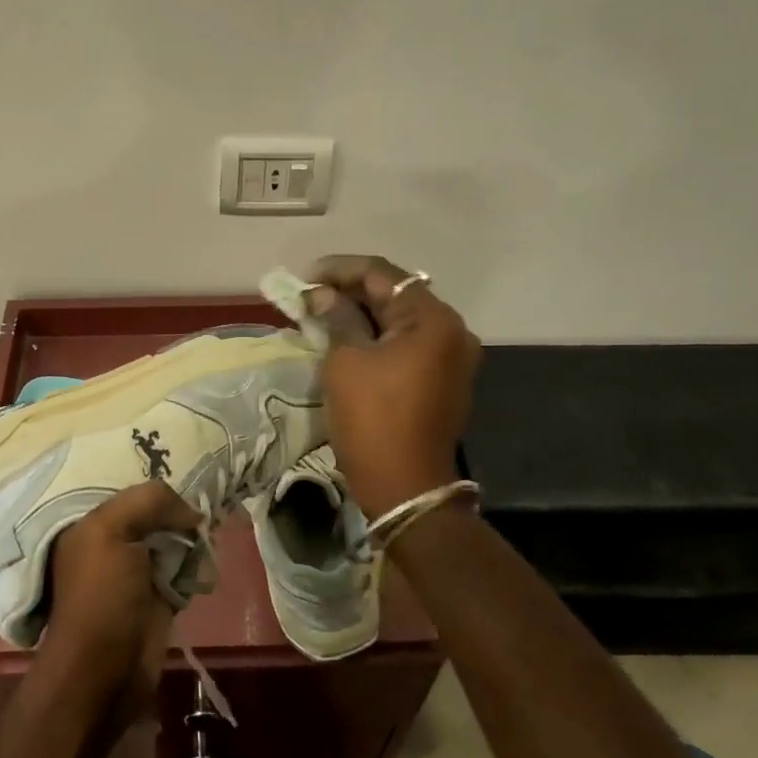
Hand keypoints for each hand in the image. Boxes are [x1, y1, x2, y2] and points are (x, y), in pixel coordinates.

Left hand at [44, 480, 198, 716]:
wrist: (106, 670)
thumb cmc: (102, 596)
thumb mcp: (112, 531)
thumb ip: (148, 502)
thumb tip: (191, 512)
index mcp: (91, 522)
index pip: (128, 487)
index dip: (156, 479)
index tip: (190, 466)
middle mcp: (113, 541)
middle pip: (154, 511)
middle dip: (180, 506)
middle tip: (213, 491)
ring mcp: (138, 570)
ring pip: (173, 537)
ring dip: (194, 534)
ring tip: (215, 522)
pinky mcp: (160, 595)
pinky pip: (186, 566)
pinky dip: (199, 562)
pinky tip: (210, 554)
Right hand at [305, 255, 481, 517]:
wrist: (405, 487)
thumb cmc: (372, 419)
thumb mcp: (346, 362)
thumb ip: (336, 317)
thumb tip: (322, 295)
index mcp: (433, 319)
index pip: (382, 275)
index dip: (340, 270)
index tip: (305, 278)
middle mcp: (452, 330)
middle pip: (395, 295)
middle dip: (350, 292)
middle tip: (310, 296)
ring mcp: (452, 357)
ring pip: (400, 320)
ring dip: (363, 315)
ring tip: (322, 315)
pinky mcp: (443, 380)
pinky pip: (407, 344)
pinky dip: (378, 337)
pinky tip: (347, 339)